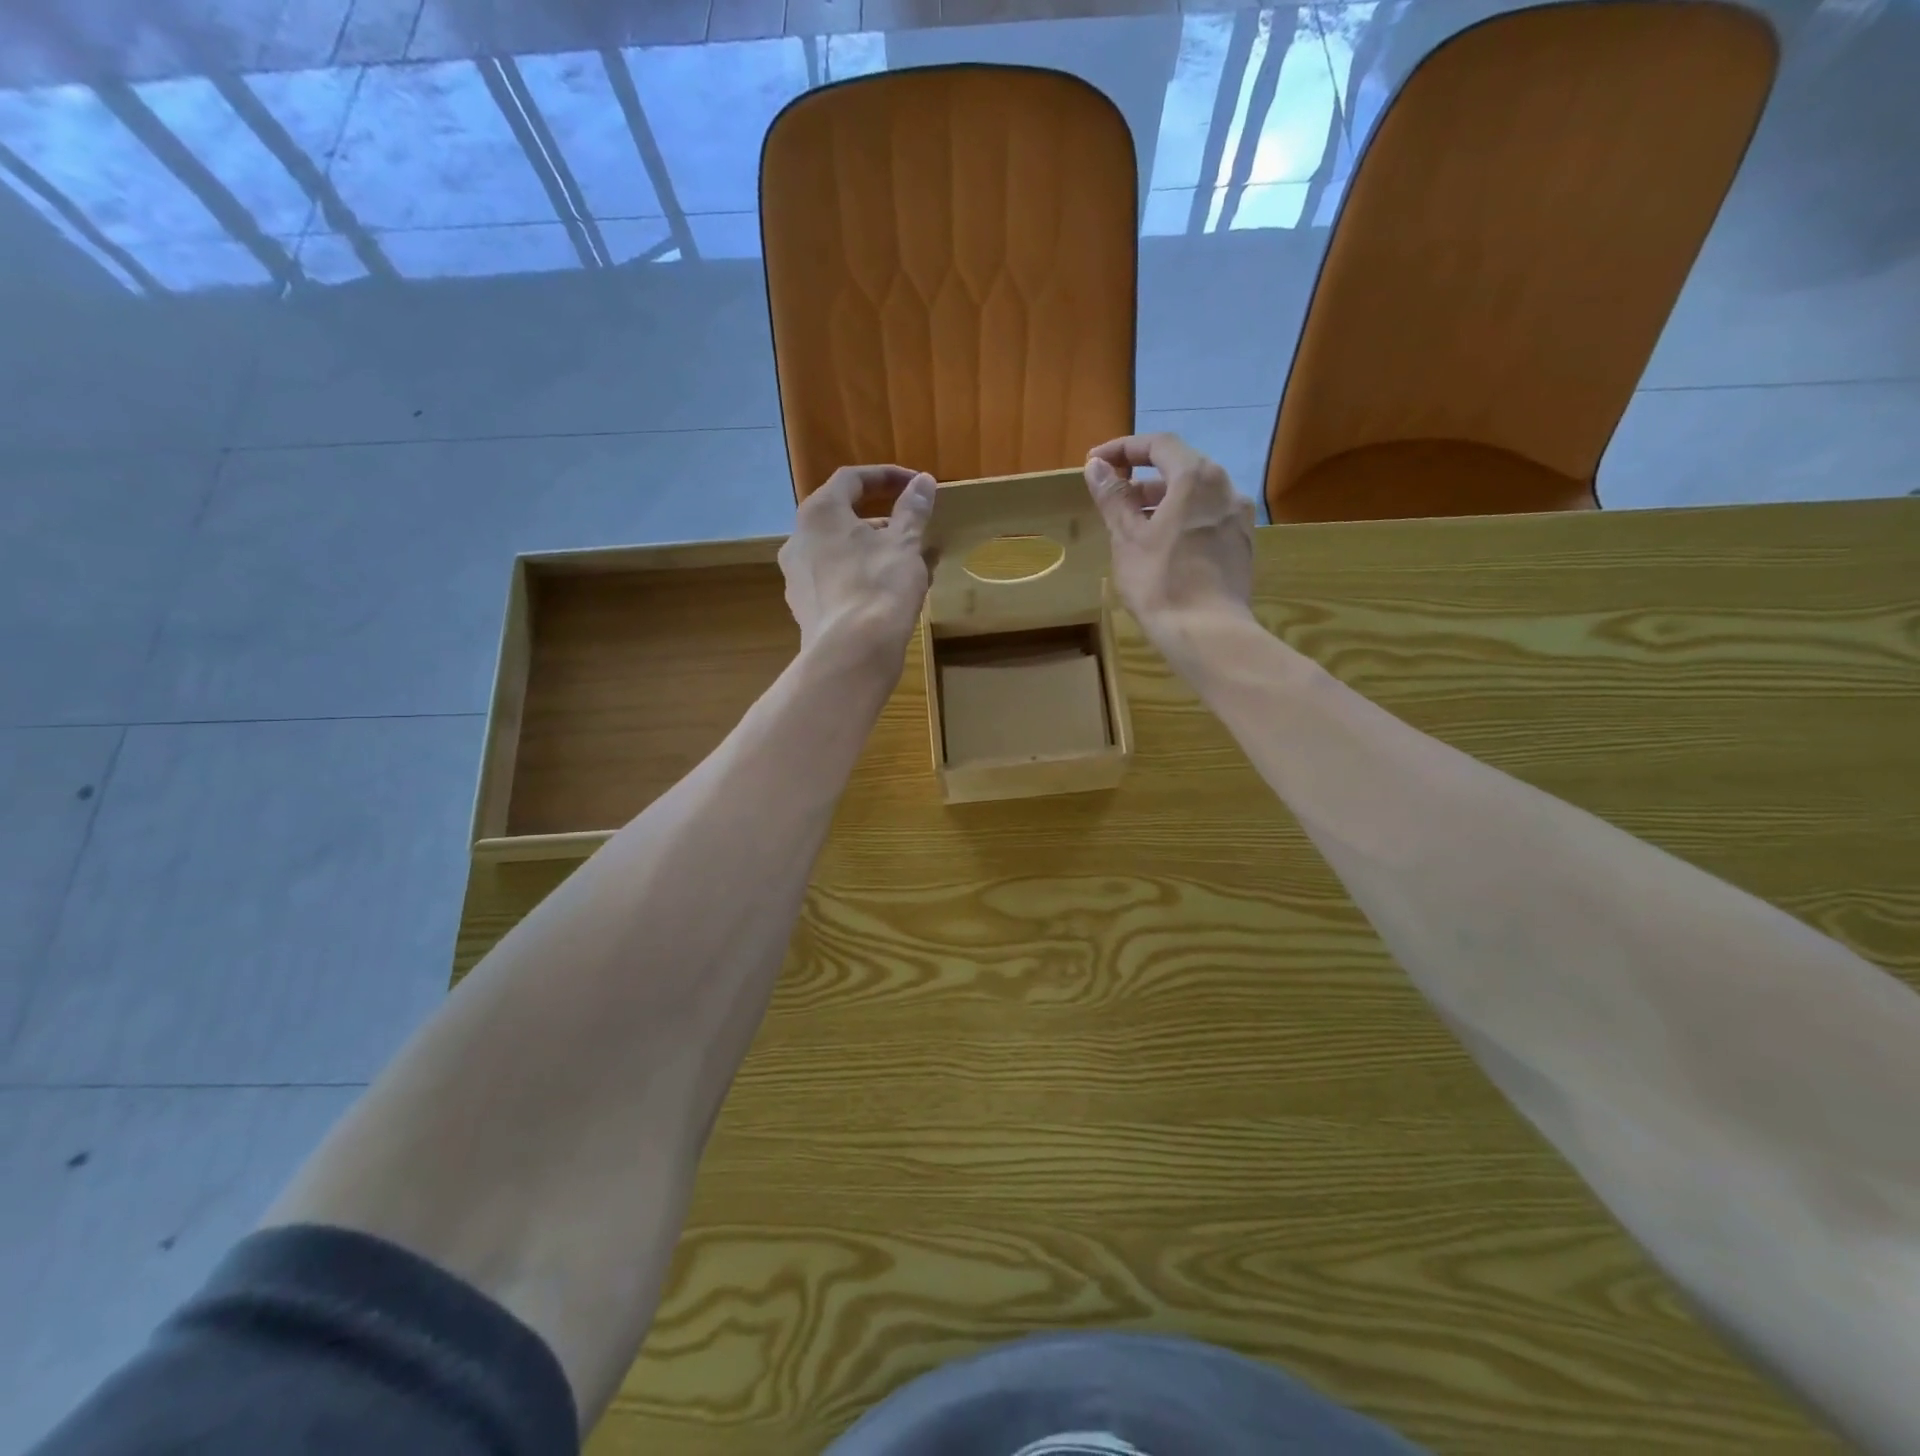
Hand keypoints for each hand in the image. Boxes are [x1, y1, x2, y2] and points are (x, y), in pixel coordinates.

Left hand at [779, 465, 935, 662]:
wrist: (852, 653)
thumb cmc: (880, 586)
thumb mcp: (905, 543)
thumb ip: (913, 509)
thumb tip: (923, 482)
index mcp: (819, 513)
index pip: (852, 479)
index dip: (887, 477)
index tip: (916, 485)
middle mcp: (798, 539)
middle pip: (843, 517)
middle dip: (882, 520)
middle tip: (913, 530)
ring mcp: (796, 576)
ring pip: (840, 552)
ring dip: (873, 551)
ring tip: (907, 565)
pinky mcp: (805, 608)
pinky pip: (836, 580)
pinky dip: (860, 577)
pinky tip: (888, 594)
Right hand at [1085, 433, 1256, 665]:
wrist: (1208, 632)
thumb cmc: (1160, 582)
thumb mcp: (1127, 538)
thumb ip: (1113, 497)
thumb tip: (1097, 466)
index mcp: (1196, 477)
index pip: (1159, 444)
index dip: (1124, 449)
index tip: (1097, 463)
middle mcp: (1225, 488)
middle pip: (1181, 467)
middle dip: (1143, 477)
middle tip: (1113, 497)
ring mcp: (1239, 517)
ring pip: (1196, 495)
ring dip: (1163, 501)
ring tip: (1134, 525)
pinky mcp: (1243, 544)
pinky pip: (1208, 518)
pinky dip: (1183, 519)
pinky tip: (1164, 546)